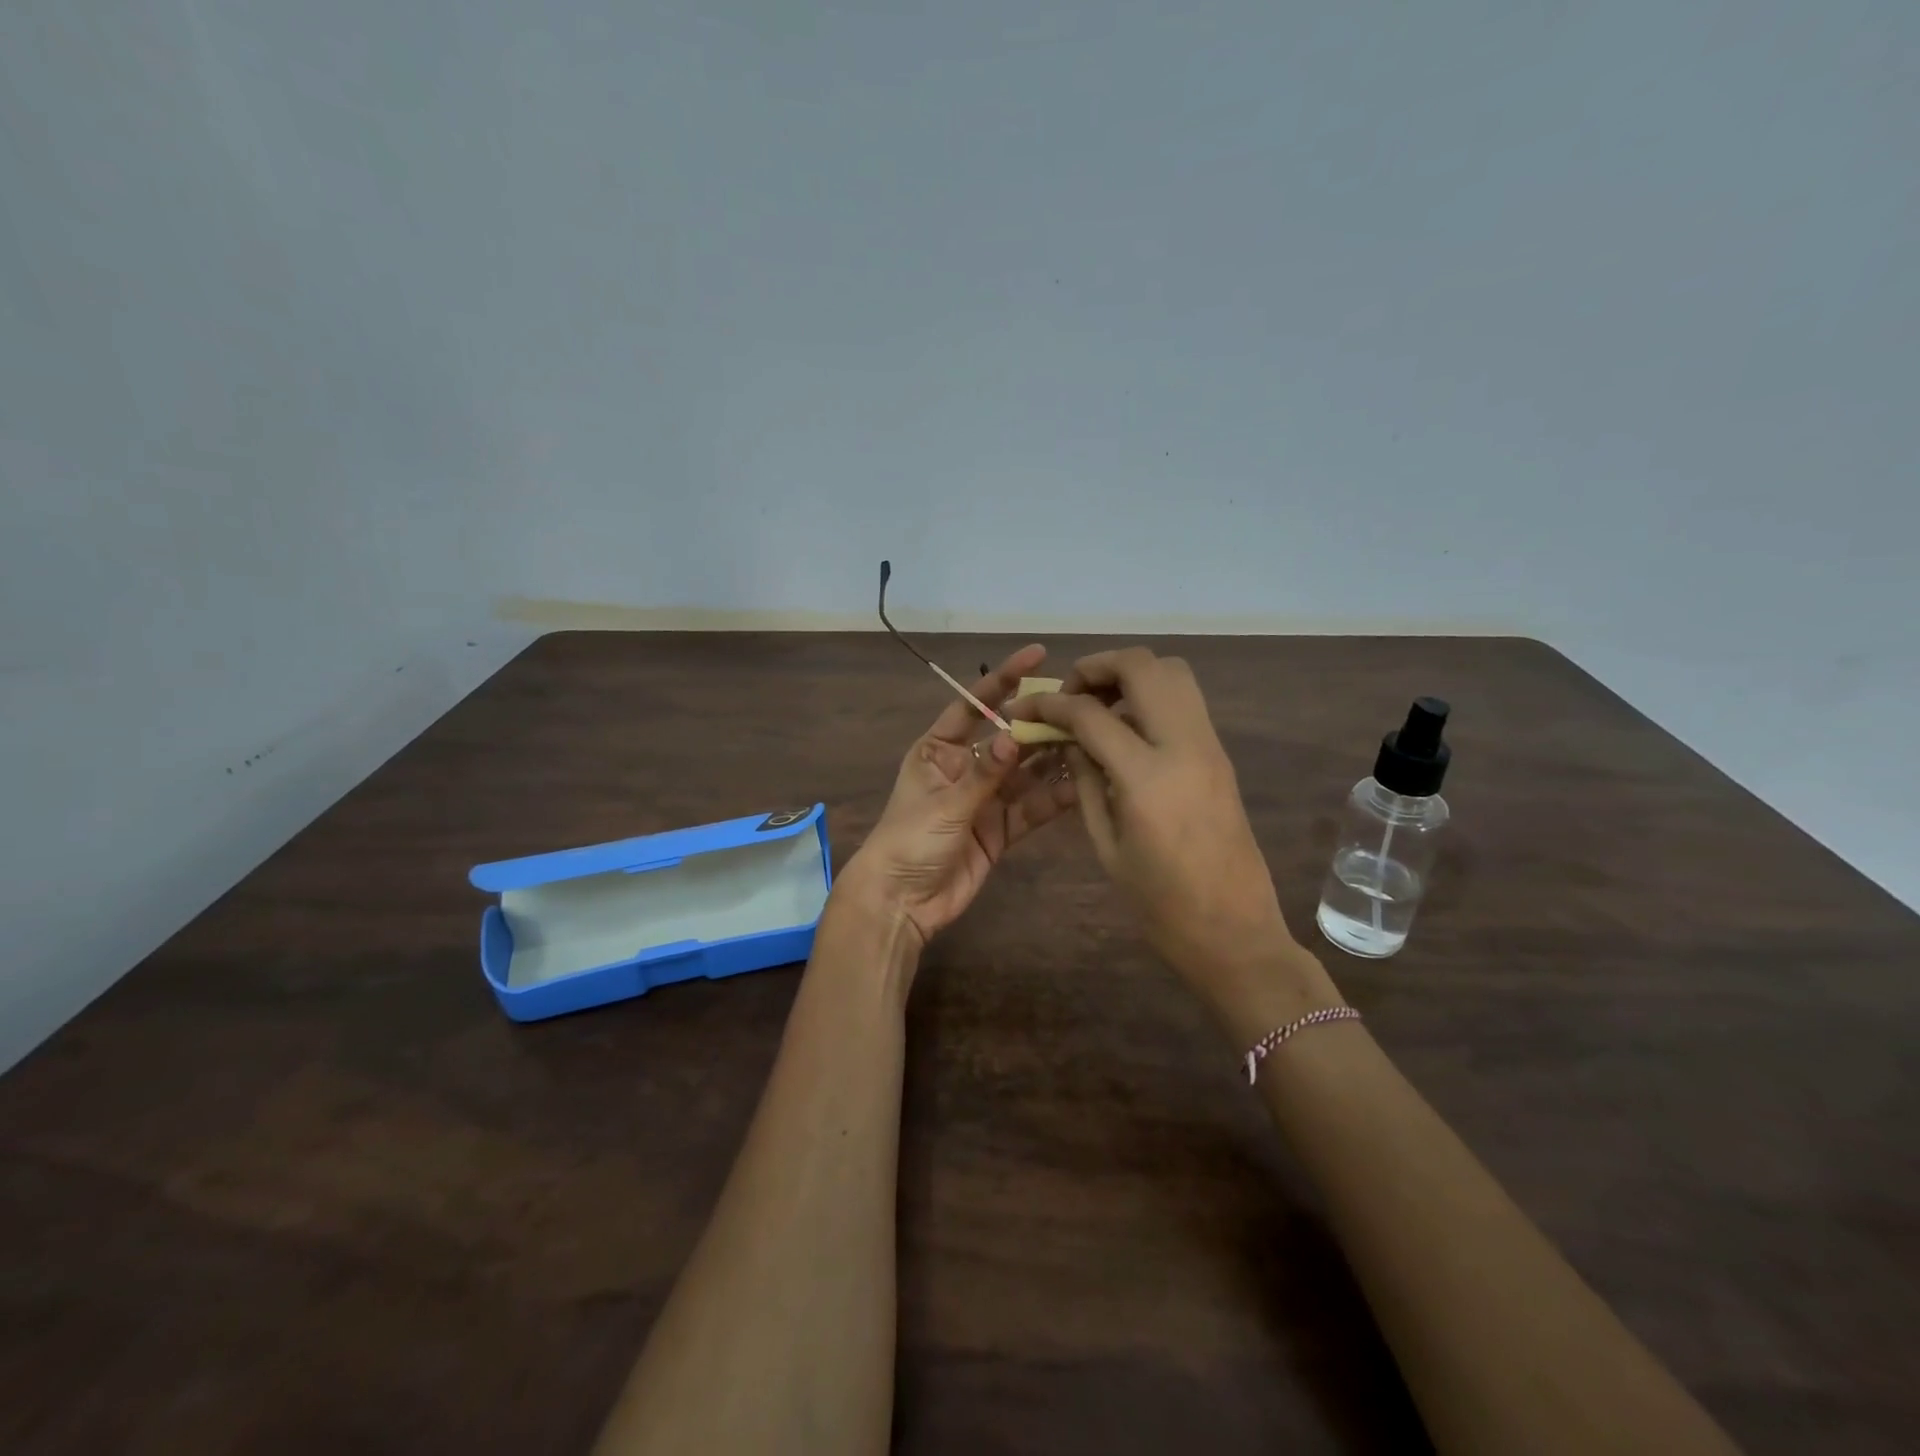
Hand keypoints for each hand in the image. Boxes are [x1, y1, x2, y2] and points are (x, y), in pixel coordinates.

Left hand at [838, 645, 1078, 953]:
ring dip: (1053, 759)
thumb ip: (984, 774)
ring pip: (1026, 773)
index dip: (1003, 679)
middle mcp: (965, 768)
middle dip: (1039, 723)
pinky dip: (1053, 799)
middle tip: (1080, 705)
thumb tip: (1014, 736)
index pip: (973, 705)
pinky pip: (1031, 808)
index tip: (1037, 655)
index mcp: (939, 750)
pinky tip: (1082, 785)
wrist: (901, 903)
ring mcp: (985, 800)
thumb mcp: (945, 804)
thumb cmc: (909, 842)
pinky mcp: (1000, 831)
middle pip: (1007, 739)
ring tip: (1091, 740)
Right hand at [1014, 647, 1339, 1018]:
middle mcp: (1184, 746)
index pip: (1091, 714)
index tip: (1027, 708)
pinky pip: (1185, 701)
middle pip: (1143, 667)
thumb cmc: (1161, 905)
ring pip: (1172, 672)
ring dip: (1130, 674)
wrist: (1236, 932)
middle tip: (1070, 693)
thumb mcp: (1107, 847)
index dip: (1051, 704)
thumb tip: (1068, 740)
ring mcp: (1210, 746)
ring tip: (1098, 703)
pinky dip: (1151, 695)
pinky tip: (1126, 727)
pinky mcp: (1221, 755)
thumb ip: (1086, 783)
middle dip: (1097, 667)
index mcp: (1147, 778)